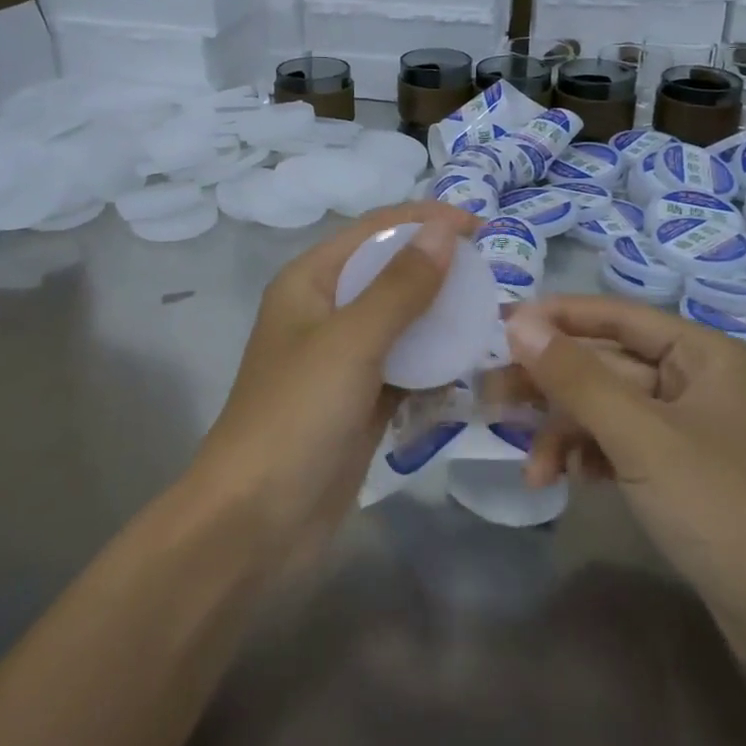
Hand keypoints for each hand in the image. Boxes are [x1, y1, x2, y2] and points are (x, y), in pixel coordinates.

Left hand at [195, 201, 483, 554]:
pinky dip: (432, 362)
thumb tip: (443, 231)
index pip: (373, 231)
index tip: (478, 226)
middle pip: (388, 272)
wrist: (254, 524)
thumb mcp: (351, 342)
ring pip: (400, 322)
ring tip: (489, 315)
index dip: (424, 220)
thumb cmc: (296, 416)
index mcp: (309, 282)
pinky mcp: (359, 402)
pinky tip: (467, 365)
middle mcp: (324, 312)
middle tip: (491, 275)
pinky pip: (404, 367)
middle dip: (436, 267)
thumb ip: (400, 286)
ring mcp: (342, 360)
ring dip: (439, 316)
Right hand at [503, 297, 745, 639]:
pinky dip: (589, 458)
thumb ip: (576, 377)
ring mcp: (689, 432)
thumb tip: (517, 323)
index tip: (498, 326)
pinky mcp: (682, 476)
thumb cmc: (723, 508)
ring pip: (609, 410)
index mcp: (701, 354)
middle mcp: (696, 382)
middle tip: (490, 395)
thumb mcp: (640, 437)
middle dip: (551, 383)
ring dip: (565, 431)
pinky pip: (621, 447)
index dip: (556, 317)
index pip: (616, 315)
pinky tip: (561, 480)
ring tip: (529, 465)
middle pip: (607, 365)